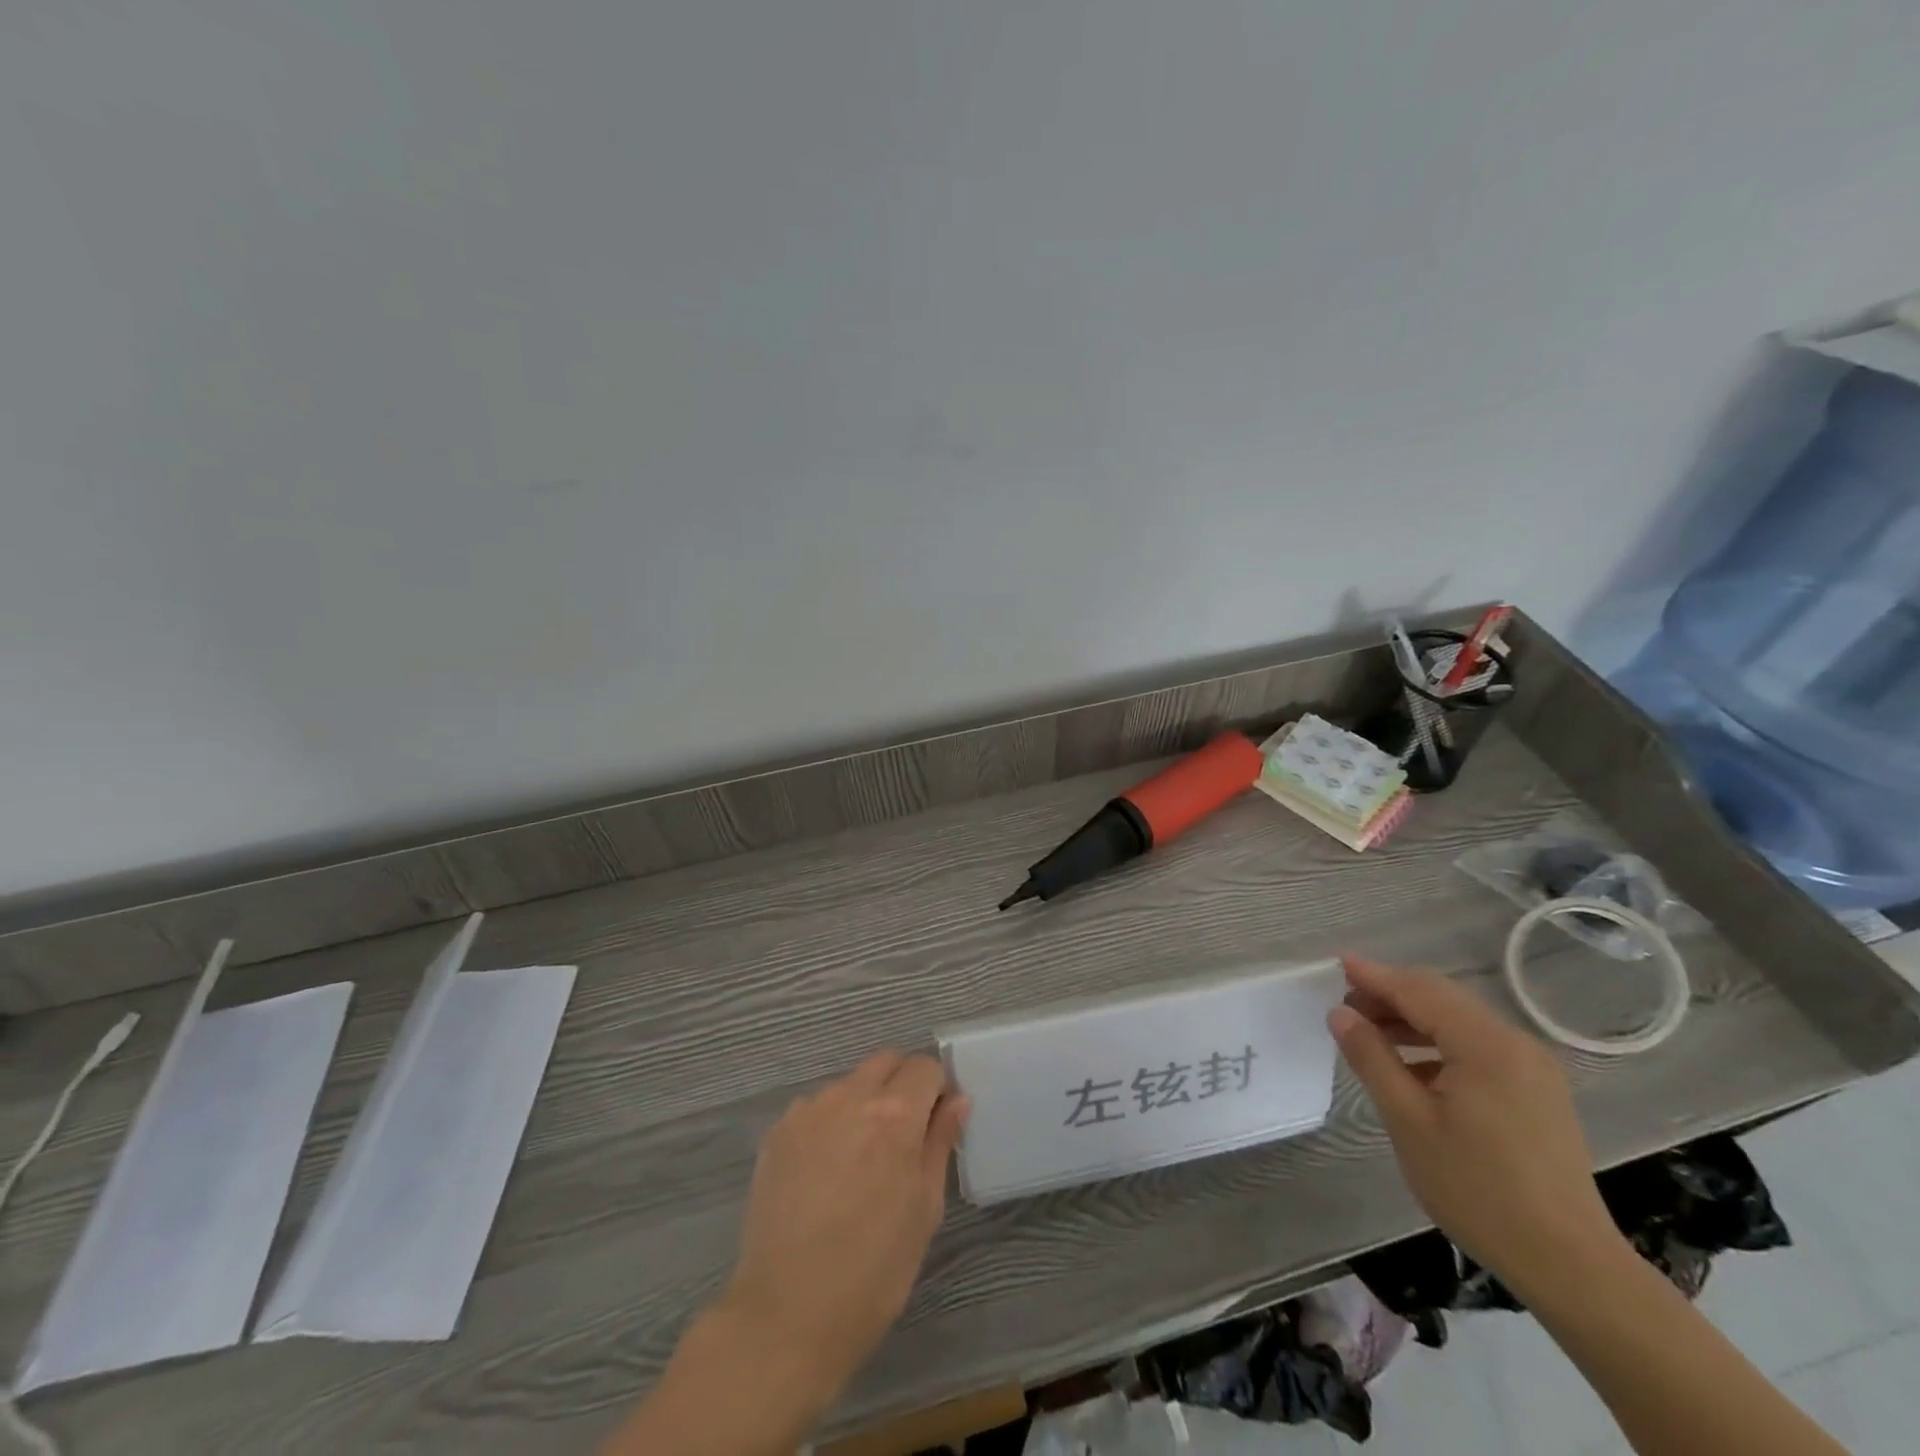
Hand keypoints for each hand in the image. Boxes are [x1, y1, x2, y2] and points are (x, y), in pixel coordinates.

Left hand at [721, 1050, 969, 1403]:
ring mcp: (808, 1112)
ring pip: (848, 1083)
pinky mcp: (777, 1132)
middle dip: (902, 1085)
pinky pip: (815, 1107)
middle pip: (886, 1062)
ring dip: (863, 1102)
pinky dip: (829, 1122)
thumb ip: (940, 1143)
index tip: (936, 1122)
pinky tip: (825, 1170)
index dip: (936, 1090)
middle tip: (903, 1135)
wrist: (785, 1317)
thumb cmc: (872, 1273)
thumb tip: (957, 1100)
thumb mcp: (924, 1211)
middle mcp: (849, 1097)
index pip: (925, 1067)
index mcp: (894, 1115)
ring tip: (859, 1158)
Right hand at [1327, 957, 1621, 1295]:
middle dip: (1391, 995)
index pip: (1419, 991)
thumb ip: (1372, 1058)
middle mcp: (1515, 1044)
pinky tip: (1412, 1067)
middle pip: (1442, 998)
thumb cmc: (1478, 1189)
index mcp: (1486, 1046)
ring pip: (1459, 1021)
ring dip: (1412, 1019)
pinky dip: (1437, 1044)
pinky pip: (1477, 1047)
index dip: (1375, 976)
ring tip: (1369, 1033)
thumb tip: (1341, 1014)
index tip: (1336, 963)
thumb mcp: (1409, 1121)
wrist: (1569, 1264)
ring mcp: (1532, 1068)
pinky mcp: (1537, 1091)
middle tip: (1345, 1006)